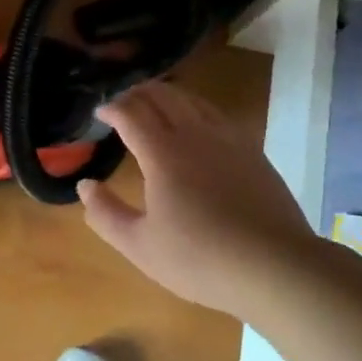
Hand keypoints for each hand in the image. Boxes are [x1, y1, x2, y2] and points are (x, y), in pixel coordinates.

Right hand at [77, 80, 317, 320]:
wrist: (276, 267)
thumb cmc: (200, 259)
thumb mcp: (140, 246)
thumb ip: (105, 214)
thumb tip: (85, 185)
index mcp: (162, 153)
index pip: (130, 113)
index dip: (111, 108)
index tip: (99, 113)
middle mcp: (194, 134)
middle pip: (161, 96)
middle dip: (136, 93)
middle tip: (122, 103)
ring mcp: (227, 139)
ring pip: (191, 100)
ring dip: (166, 96)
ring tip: (154, 105)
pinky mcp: (252, 151)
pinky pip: (216, 114)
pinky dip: (195, 108)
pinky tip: (196, 125)